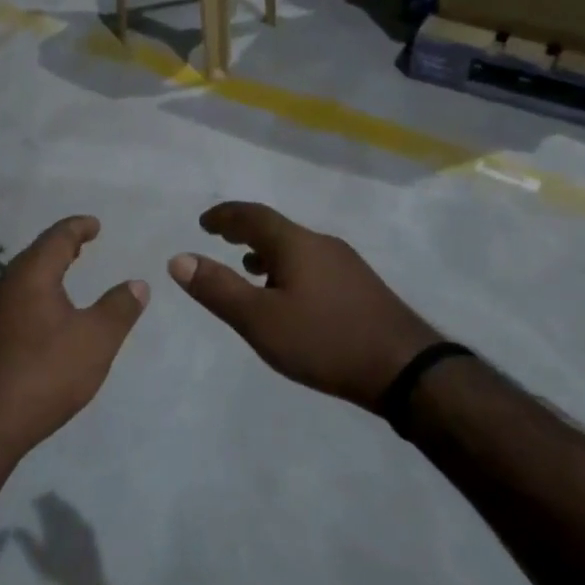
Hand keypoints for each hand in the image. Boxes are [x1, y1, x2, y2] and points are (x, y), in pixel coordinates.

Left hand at [0, 216, 147, 464]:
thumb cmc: (44, 374)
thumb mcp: (95, 340)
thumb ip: (119, 309)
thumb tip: (137, 283)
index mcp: (30, 276)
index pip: (57, 238)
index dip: (78, 227)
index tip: (95, 224)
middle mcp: (4, 287)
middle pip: (35, 256)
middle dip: (60, 248)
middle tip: (82, 246)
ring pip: (21, 282)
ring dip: (46, 274)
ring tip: (66, 278)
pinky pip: (14, 305)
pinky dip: (35, 297)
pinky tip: (44, 319)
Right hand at [18, 494, 104, 584]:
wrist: (84, 580)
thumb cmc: (57, 572)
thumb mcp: (38, 560)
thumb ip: (26, 542)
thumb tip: (15, 529)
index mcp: (54, 525)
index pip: (46, 508)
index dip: (40, 502)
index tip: (34, 500)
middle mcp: (67, 521)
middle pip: (58, 505)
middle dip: (51, 499)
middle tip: (44, 496)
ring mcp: (80, 524)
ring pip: (69, 508)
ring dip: (62, 503)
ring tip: (56, 503)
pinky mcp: (89, 530)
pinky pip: (78, 516)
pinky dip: (72, 512)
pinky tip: (71, 515)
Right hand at [168, 202, 441, 409]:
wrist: (405, 369)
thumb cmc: (325, 340)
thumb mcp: (260, 320)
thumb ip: (218, 289)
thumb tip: (179, 259)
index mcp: (296, 244)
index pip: (252, 216)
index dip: (225, 216)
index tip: (203, 222)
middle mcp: (322, 244)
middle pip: (276, 228)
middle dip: (245, 231)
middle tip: (221, 238)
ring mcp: (346, 264)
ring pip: (297, 247)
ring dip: (268, 252)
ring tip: (249, 269)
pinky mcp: (361, 287)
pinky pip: (313, 264)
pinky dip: (290, 268)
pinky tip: (291, 297)